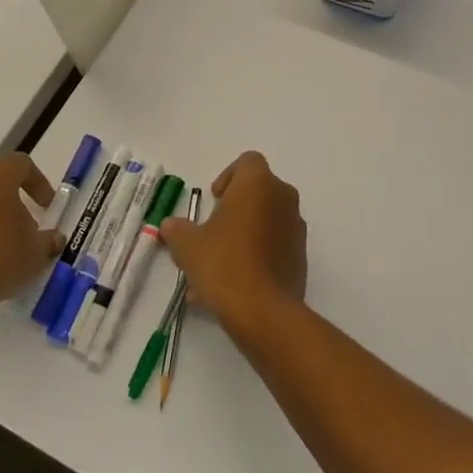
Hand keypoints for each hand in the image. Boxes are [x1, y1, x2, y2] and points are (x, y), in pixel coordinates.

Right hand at [160, 151, 306, 332]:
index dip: (228, 176)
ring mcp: (296, 227)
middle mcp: (283, 198)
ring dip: (242, 235)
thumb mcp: (188, 245)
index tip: (213, 201)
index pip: (247, 161)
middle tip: (211, 233)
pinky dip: (255, 256)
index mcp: (258, 184)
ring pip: (265, 222)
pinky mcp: (300, 256)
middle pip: (257, 192)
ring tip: (214, 270)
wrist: (264, 311)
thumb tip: (171, 225)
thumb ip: (178, 230)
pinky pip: (274, 246)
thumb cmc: (224, 263)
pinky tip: (231, 286)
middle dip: (234, 209)